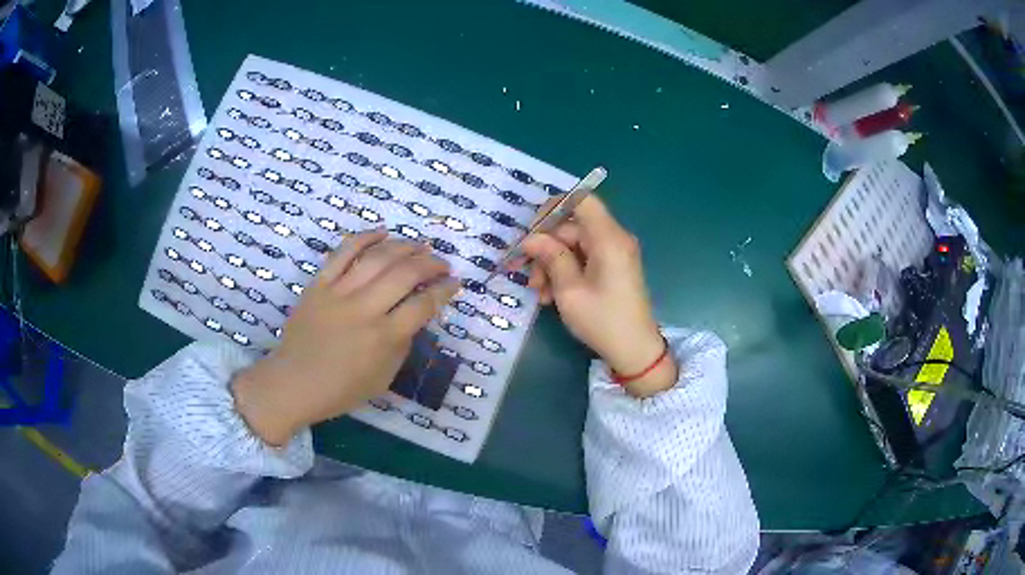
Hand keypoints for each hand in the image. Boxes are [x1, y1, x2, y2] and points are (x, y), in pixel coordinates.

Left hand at [231, 230, 459, 445]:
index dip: (445, 290)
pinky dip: (365, 237)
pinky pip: (343, 252)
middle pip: (405, 274)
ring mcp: (339, 293)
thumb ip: (402, 345)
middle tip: (441, 263)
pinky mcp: (319, 284)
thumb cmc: (341, 389)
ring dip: (404, 246)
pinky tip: (382, 231)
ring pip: (378, 257)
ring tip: (419, 246)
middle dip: (431, 263)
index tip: (454, 282)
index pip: (423, 305)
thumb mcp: (383, 378)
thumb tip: (414, 316)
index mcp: (384, 338)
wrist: (293, 383)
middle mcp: (364, 310)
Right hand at [519, 196, 676, 397]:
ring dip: (551, 264)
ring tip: (540, 292)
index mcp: (608, 238)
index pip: (581, 200)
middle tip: (528, 274)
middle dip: (546, 248)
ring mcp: (614, 254)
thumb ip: (550, 257)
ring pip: (573, 245)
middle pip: (572, 226)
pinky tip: (551, 296)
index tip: (532, 230)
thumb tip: (531, 238)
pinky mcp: (612, 268)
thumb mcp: (569, 290)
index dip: (553, 207)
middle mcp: (614, 239)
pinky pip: (583, 259)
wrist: (634, 351)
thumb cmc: (603, 320)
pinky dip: (565, 272)